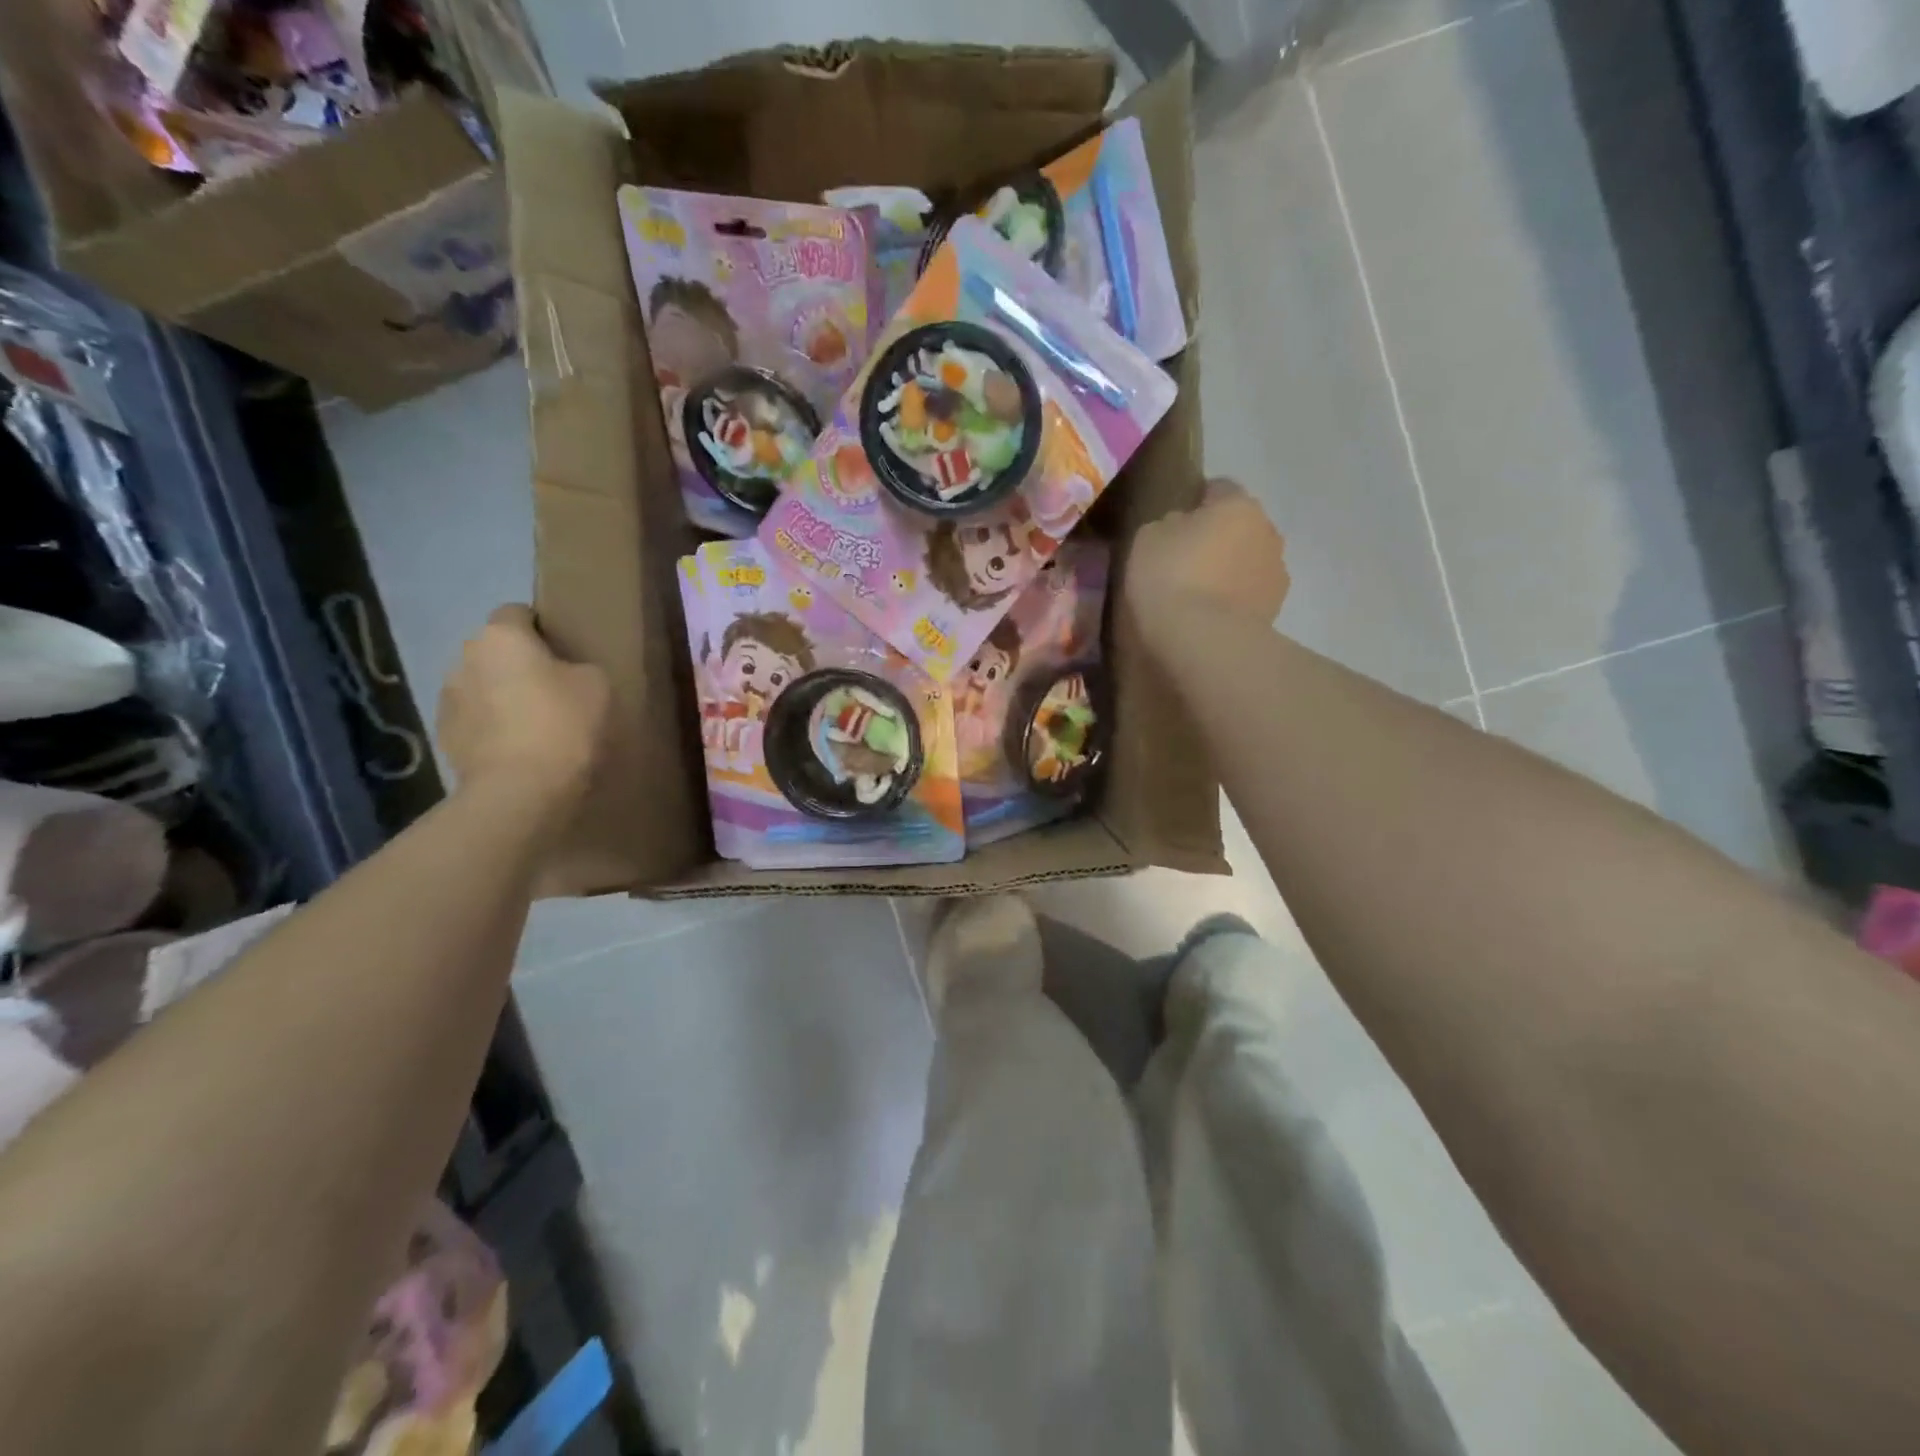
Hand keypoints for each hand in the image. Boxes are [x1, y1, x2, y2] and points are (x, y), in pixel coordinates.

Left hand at [438, 606, 608, 810]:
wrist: (521, 790)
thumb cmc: (564, 725)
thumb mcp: (598, 684)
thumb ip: (579, 666)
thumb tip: (566, 672)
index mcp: (501, 636)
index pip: (518, 612)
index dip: (543, 628)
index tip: (567, 652)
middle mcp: (464, 657)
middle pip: (497, 651)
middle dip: (520, 664)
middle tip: (557, 690)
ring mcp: (448, 698)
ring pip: (483, 686)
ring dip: (503, 696)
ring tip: (536, 725)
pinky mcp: (444, 736)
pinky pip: (475, 720)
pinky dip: (493, 728)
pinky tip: (519, 749)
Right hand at [1125, 478, 1288, 645]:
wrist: (1204, 639)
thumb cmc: (1171, 577)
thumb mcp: (1148, 537)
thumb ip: (1169, 524)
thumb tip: (1181, 526)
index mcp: (1237, 503)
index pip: (1217, 488)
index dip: (1194, 502)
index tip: (1173, 524)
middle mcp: (1267, 530)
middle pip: (1238, 526)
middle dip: (1217, 538)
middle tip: (1183, 561)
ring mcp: (1276, 572)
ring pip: (1248, 561)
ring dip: (1229, 570)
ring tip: (1197, 595)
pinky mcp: (1276, 609)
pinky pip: (1249, 594)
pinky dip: (1234, 600)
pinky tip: (1209, 616)